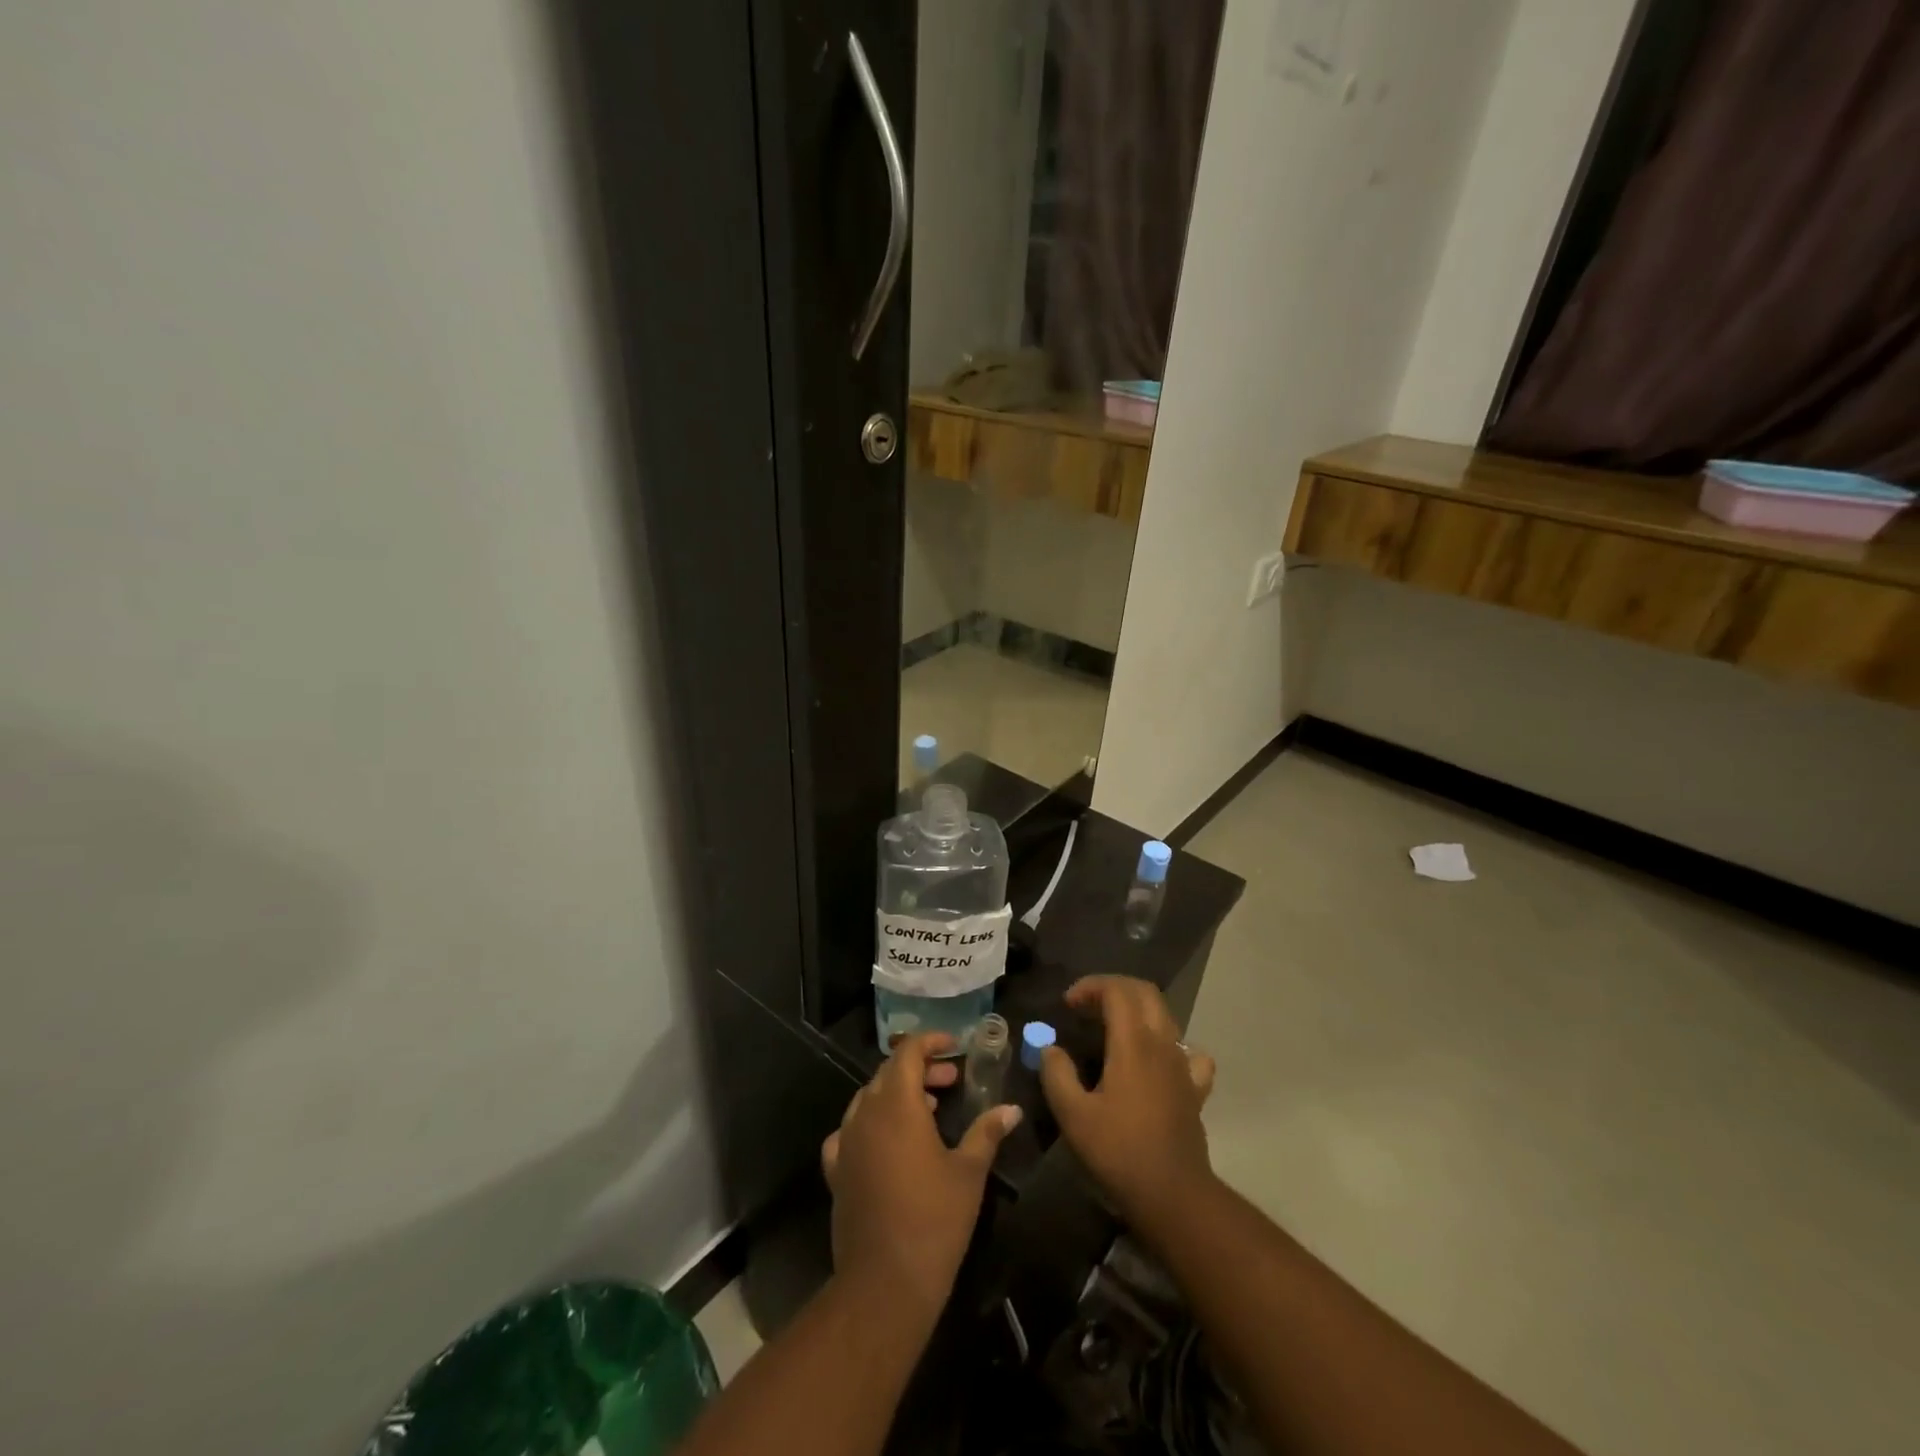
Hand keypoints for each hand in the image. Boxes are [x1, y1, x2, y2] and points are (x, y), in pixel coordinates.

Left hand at [821, 1032, 1021, 1325]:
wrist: (884, 1283)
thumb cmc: (934, 1219)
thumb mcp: (969, 1172)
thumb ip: (987, 1131)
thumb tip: (1012, 1108)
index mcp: (897, 1104)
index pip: (908, 1052)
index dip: (931, 1042)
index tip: (955, 1047)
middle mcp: (866, 1113)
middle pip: (889, 1073)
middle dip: (920, 1069)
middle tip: (951, 1081)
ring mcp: (846, 1141)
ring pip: (869, 1099)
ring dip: (897, 1094)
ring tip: (929, 1110)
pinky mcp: (836, 1170)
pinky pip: (850, 1131)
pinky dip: (871, 1124)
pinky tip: (887, 1142)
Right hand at [1039, 976, 1216, 1232]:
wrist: (1173, 1195)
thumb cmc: (1119, 1152)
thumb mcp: (1073, 1115)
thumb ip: (1056, 1074)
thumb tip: (1050, 1049)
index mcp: (1133, 1043)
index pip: (1117, 990)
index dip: (1090, 986)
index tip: (1068, 1004)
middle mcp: (1162, 1043)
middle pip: (1144, 992)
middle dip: (1114, 989)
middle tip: (1087, 1006)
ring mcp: (1183, 1065)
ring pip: (1165, 1016)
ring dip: (1137, 1009)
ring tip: (1112, 1028)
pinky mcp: (1194, 1087)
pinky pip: (1188, 1050)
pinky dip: (1168, 1042)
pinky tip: (1155, 1059)